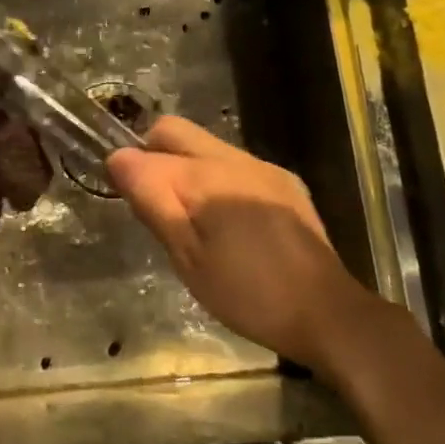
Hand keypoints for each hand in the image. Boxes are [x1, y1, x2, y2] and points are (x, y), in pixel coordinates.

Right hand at [107, 116, 375, 371]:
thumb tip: (118, 158)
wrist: (326, 311)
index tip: (131, 203)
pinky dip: (218, 182)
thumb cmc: (247, 292)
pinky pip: (235, 166)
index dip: (128, 169)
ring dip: (187, 170)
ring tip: (194, 221)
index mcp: (206, 174)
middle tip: (157, 205)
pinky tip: (231, 224)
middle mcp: (234, 157)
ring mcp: (263, 167)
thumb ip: (153, 199)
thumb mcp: (187, 256)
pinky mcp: (284, 182)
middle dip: (155, 157)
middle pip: (175, 132)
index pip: (147, 148)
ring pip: (206, 148)